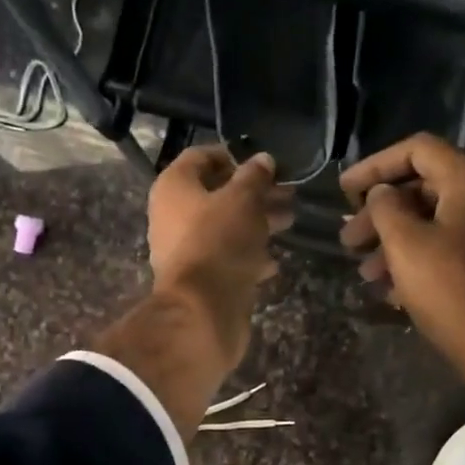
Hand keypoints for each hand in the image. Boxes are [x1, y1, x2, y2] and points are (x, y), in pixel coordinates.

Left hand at [148, 146, 293, 368]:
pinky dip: (249, 255)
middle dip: (254, 192)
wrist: (203, 309)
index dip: (233, 156)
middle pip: (217, 194)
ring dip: (257, 222)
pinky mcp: (201, 279)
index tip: (264, 164)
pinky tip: (274, 261)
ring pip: (226, 227)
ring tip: (290, 221)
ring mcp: (186, 250)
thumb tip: (263, 160)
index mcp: (174, 187)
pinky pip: (226, 258)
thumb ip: (255, 177)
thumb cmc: (219, 241)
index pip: (201, 157)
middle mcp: (173, 215)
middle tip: (289, 193)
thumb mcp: (243, 200)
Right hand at [339, 134, 464, 371]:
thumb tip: (383, 193)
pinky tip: (391, 291)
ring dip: (394, 242)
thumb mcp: (405, 244)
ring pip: (434, 225)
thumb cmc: (449, 289)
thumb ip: (386, 208)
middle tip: (349, 240)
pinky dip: (417, 262)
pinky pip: (448, 251)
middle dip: (380, 213)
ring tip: (365, 273)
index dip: (376, 164)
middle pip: (424, 190)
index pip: (418, 150)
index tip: (345, 190)